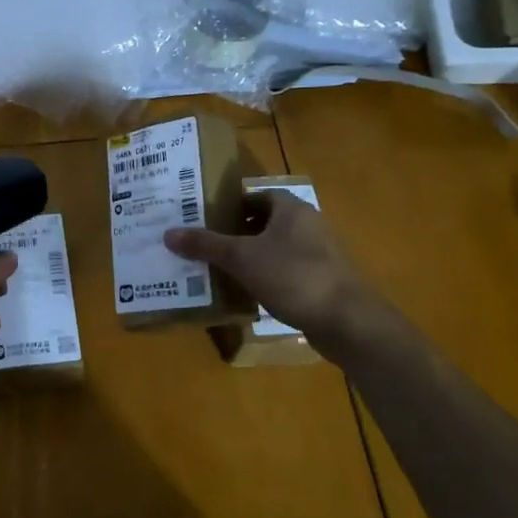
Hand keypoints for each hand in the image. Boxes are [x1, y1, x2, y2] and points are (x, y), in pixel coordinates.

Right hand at [163, 191, 374, 351]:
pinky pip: (287, 272)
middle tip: (205, 243)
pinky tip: (247, 293)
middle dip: (236, 232)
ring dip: (251, 257)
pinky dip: (267, 278)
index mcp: (292, 209)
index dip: (230, 203)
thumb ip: (206, 245)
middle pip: (265, 222)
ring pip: (276, 248)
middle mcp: (309, 225)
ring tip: (219, 269)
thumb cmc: (294, 277)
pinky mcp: (323, 282)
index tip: (204, 216)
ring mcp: (320, 255)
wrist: (349, 322)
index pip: (256, 195)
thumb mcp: (242, 258)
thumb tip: (168, 233)